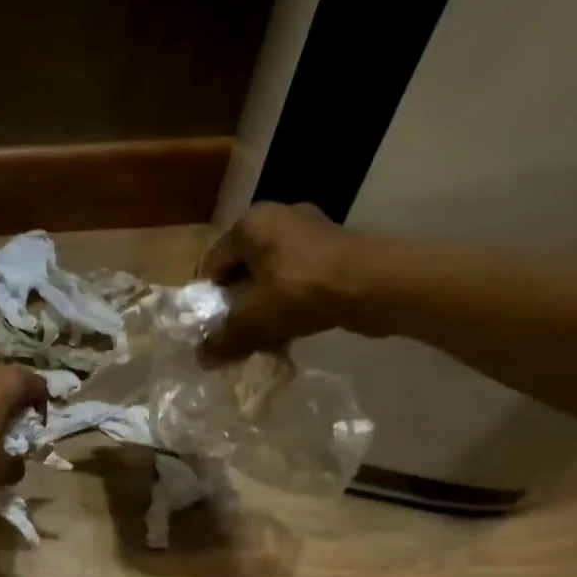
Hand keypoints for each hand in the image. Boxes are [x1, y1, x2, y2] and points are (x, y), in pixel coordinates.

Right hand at [198, 202, 367, 362]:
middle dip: (239, 305)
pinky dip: (292, 302)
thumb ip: (224, 339)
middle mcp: (278, 217)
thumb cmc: (301, 292)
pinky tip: (293, 330)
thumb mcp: (253, 320)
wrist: (374, 285)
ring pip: (273, 276)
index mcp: (250, 224)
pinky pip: (300, 278)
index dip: (208, 300)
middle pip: (244, 269)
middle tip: (237, 335)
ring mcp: (311, 230)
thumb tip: (201, 359)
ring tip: (265, 338)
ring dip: (266, 307)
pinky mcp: (336, 249)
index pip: (213, 264)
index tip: (212, 329)